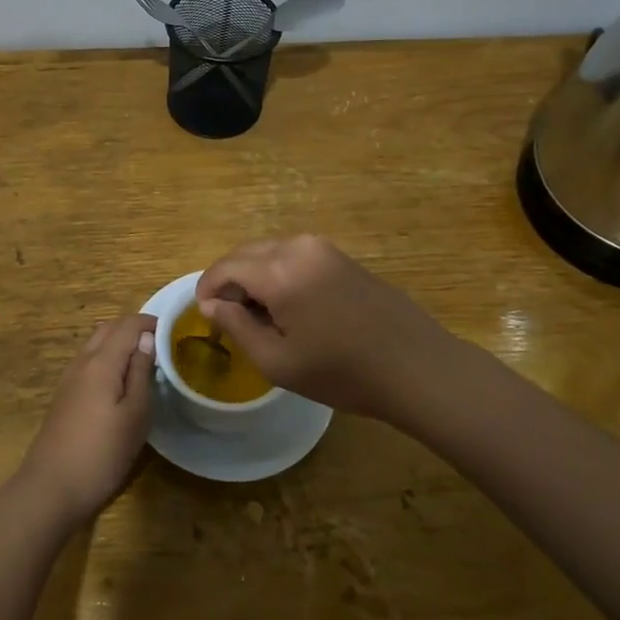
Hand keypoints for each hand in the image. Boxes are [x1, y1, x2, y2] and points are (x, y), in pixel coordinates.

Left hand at [17, 314, 156, 527]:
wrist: (50, 488)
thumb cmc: (101, 454)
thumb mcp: (134, 415)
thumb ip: (141, 372)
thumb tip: (147, 338)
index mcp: (101, 362)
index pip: (127, 324)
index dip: (150, 322)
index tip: (172, 332)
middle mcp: (82, 362)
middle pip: (108, 328)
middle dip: (133, 328)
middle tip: (159, 345)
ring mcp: (69, 378)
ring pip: (96, 344)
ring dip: (119, 342)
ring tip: (143, 362)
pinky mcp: (64, 396)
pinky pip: (88, 362)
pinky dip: (107, 358)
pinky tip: (119, 382)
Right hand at [195, 235, 459, 420]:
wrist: (415, 365)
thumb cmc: (342, 372)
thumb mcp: (278, 361)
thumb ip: (237, 327)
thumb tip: (211, 305)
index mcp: (279, 271)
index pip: (226, 267)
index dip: (207, 289)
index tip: (203, 315)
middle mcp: (298, 247)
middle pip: (245, 253)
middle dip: (229, 281)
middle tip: (227, 318)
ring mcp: (323, 248)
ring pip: (269, 252)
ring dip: (253, 276)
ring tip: (257, 315)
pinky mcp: (340, 256)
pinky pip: (293, 256)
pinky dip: (277, 274)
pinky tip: (288, 307)